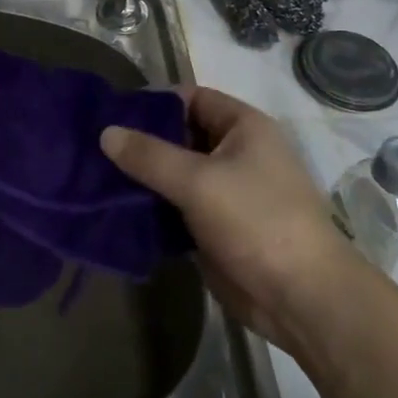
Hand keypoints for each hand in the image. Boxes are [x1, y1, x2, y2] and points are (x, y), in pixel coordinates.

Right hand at [101, 86, 358, 353]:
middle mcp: (237, 153)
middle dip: (142, 143)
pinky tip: (117, 210)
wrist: (301, 299)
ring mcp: (227, 192)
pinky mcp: (216, 228)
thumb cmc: (256, 221)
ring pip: (176, 174)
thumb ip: (149, 155)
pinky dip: (152, 208)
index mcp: (244, 128)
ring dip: (143, 178)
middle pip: (181, 136)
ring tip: (96, 178)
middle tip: (95, 149)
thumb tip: (105, 132)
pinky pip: (177, 208)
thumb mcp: (198, 181)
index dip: (154, 102)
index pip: (192, 98)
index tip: (113, 114)